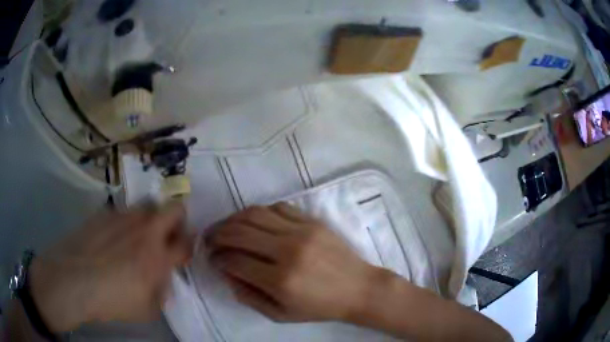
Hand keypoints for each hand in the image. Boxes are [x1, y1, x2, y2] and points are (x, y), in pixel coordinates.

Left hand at [29, 203, 191, 331]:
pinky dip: (125, 224)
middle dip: (178, 220)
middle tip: (167, 236)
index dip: (189, 246)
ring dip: (150, 220)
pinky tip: (111, 241)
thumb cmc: (112, 300)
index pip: (187, 242)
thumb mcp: (147, 310)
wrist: (73, 280)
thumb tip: (161, 276)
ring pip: (147, 206)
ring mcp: (124, 217)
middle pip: (175, 208)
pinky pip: (123, 212)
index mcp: (158, 257)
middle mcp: (145, 230)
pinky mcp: (105, 213)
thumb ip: (161, 291)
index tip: (182, 253)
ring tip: (135, 239)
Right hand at [206, 203, 377, 321]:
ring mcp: (301, 231)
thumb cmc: (320, 307)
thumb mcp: (280, 314)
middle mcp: (287, 250)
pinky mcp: (312, 220)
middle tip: (209, 239)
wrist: (358, 288)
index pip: (234, 261)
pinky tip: (253, 221)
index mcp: (280, 280)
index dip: (217, 259)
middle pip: (239, 232)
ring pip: (254, 214)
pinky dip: (259, 212)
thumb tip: (226, 273)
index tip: (213, 259)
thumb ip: (248, 296)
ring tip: (224, 227)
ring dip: (232, 219)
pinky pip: (277, 206)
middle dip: (217, 234)